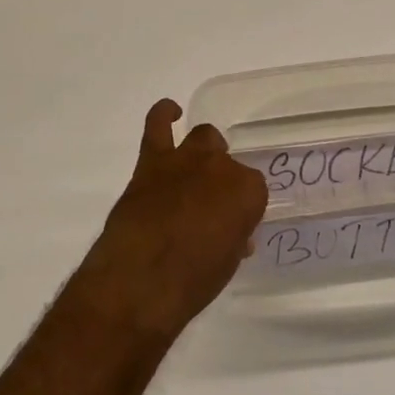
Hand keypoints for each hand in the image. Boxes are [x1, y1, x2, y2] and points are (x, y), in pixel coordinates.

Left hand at [75, 100, 268, 341]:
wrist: (140, 281)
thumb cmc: (192, 282)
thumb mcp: (226, 264)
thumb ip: (233, 239)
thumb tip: (232, 235)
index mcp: (249, 192)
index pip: (253, 190)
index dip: (241, 209)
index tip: (232, 226)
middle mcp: (222, 167)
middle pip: (229, 163)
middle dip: (222, 181)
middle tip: (210, 206)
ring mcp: (187, 159)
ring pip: (203, 137)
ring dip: (203, 151)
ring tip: (195, 169)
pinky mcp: (152, 161)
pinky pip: (157, 124)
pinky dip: (163, 114)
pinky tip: (170, 112)